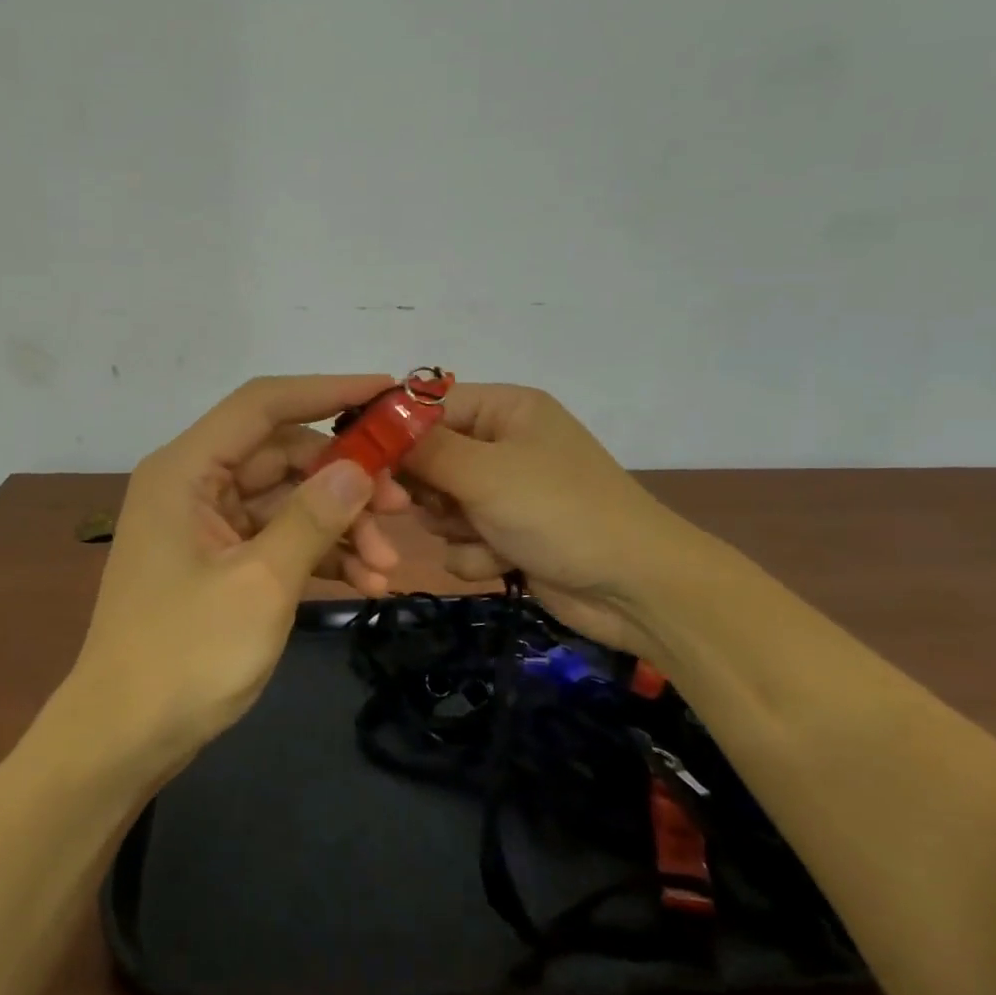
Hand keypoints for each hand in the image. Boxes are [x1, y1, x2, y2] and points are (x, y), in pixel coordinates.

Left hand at [62, 375, 402, 767]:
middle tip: (401, 508)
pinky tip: (365, 584)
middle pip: (282, 457)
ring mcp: (207, 526)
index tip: (387, 393)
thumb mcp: (260, 584)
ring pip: (287, 502)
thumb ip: (312, 518)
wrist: (123, 740)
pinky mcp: (220, 562)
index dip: (326, 391)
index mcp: (186, 471)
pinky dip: (319, 555)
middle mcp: (194, 486)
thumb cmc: (184, 656)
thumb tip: (358, 467)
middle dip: (344, 481)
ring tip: (388, 567)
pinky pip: (278, 540)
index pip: (262, 405)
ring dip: (339, 527)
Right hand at [399, 384, 708, 654]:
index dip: (393, 431)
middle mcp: (502, 443)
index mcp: (505, 409)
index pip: (427, 405)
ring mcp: (506, 492)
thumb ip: (424, 448)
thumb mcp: (485, 473)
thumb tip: (375, 419)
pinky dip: (474, 553)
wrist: (636, 589)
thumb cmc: (560, 512)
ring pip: (439, 504)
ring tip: (480, 536)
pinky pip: (461, 539)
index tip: (359, 461)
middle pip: (428, 458)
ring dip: (451, 526)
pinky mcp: (508, 534)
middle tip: (423, 507)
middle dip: (425, 489)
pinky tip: (501, 562)